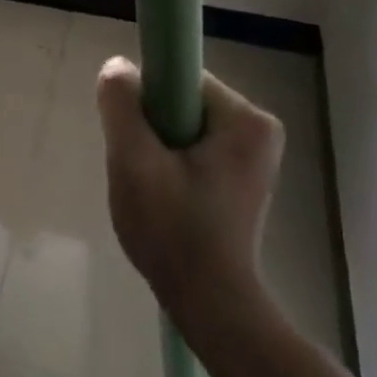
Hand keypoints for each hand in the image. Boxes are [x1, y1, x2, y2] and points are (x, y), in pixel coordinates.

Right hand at [97, 57, 284, 326]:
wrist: (211, 309)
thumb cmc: (175, 232)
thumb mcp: (133, 162)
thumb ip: (121, 104)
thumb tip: (119, 67)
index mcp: (245, 118)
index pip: (178, 77)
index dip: (148, 100)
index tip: (137, 138)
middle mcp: (258, 128)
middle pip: (180, 100)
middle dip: (152, 128)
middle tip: (141, 169)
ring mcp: (253, 154)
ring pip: (182, 123)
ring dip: (158, 148)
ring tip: (152, 189)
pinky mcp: (242, 176)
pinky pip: (192, 145)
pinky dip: (171, 163)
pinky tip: (165, 198)